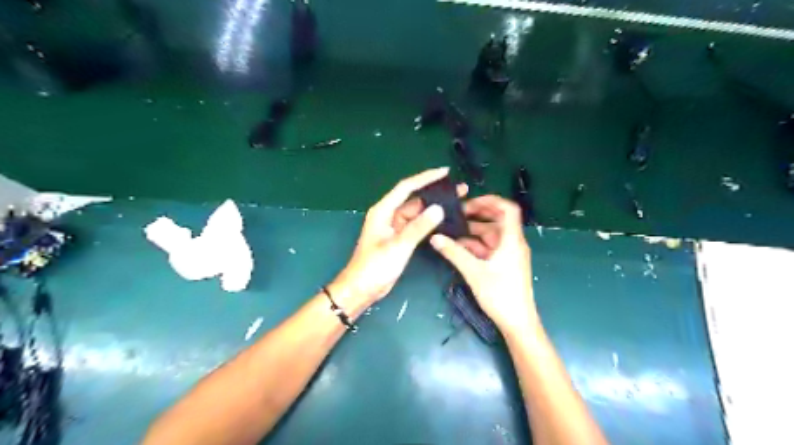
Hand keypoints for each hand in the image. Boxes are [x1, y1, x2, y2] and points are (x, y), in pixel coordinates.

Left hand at [332, 168, 465, 309]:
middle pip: (414, 198)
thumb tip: (439, 208)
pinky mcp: (398, 238)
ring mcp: (393, 227)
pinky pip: (416, 224)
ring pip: (416, 212)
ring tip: (456, 204)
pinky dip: (428, 221)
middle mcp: (388, 214)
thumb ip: (418, 227)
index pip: (406, 187)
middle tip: (459, 190)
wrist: (361, 289)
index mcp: (383, 211)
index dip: (426, 177)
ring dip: (433, 208)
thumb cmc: (374, 267)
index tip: (446, 172)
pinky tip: (443, 221)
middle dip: (435, 192)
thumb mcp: (398, 246)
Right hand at [432, 197, 535, 334]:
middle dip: (476, 216)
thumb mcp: (474, 272)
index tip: (470, 201)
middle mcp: (513, 243)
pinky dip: (475, 246)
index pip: (508, 209)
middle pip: (497, 221)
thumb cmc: (500, 294)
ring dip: (472, 232)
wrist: (517, 323)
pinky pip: (489, 248)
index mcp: (512, 240)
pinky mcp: (504, 265)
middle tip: (455, 215)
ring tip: (451, 231)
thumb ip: (454, 253)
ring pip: (490, 236)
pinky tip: (458, 247)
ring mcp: (509, 254)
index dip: (491, 200)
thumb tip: (435, 237)